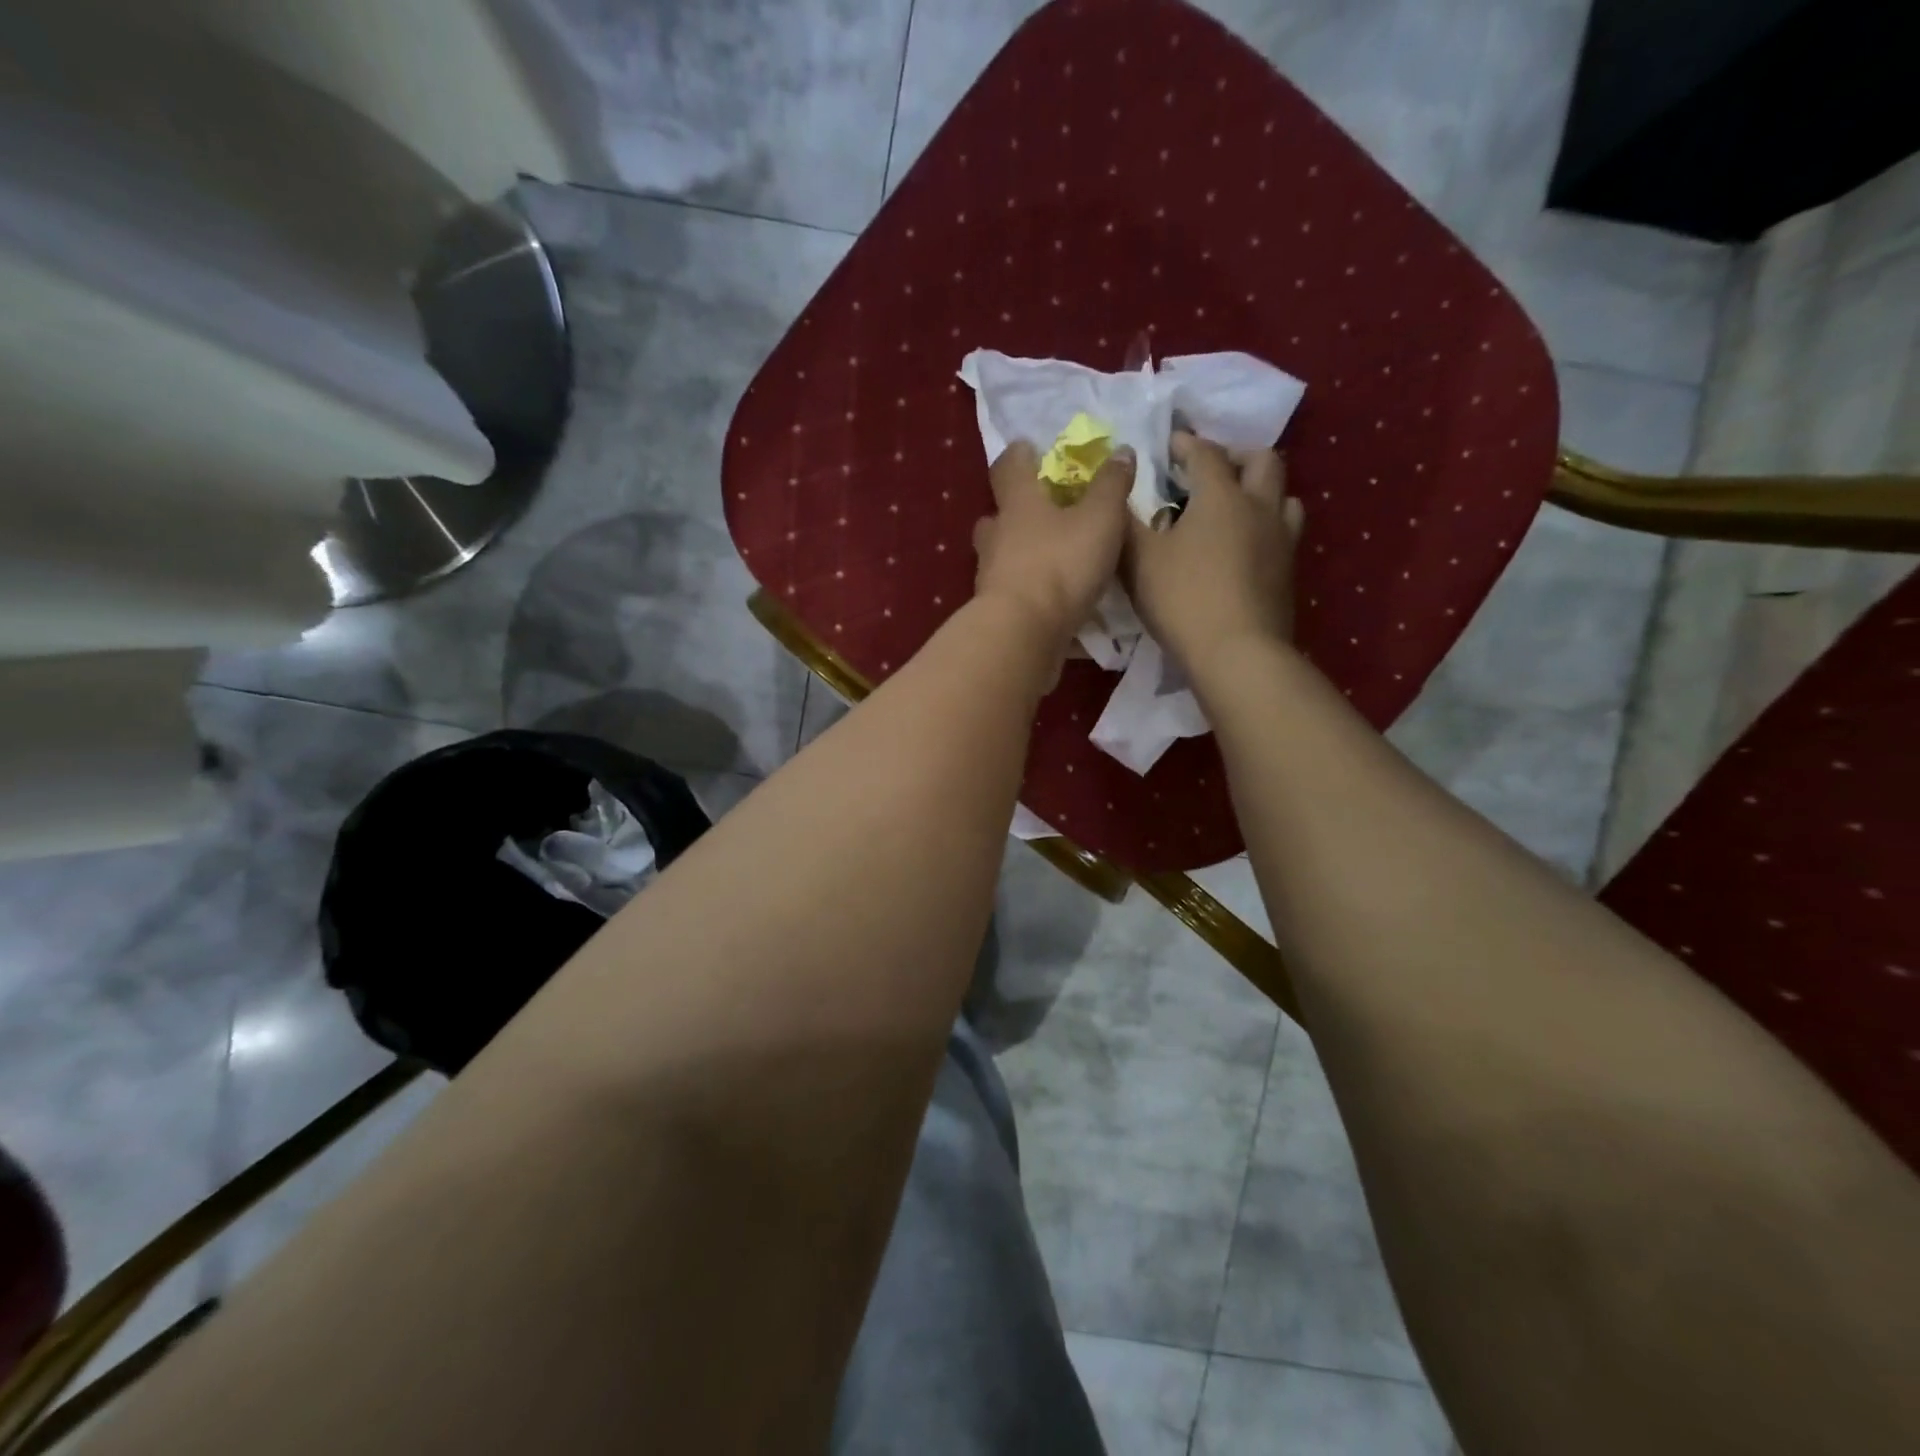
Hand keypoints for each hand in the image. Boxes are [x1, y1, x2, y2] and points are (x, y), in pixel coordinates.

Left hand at [973, 439, 1132, 653]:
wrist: (1023, 634)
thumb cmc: (1060, 564)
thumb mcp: (1100, 518)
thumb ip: (1111, 485)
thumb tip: (1120, 451)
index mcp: (1018, 504)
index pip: (1009, 467)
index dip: (1019, 455)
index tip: (1029, 449)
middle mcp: (997, 536)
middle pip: (997, 516)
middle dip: (1016, 512)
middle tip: (1042, 513)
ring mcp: (992, 577)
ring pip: (1002, 558)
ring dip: (1021, 556)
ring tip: (1052, 561)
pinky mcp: (997, 613)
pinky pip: (1014, 596)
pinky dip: (1031, 596)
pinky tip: (1054, 606)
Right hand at [1122, 431, 1303, 675]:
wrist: (1237, 653)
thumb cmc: (1183, 599)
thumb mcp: (1139, 560)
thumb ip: (1125, 523)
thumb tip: (1117, 496)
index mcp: (1221, 496)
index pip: (1206, 453)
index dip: (1186, 443)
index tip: (1169, 445)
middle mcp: (1259, 507)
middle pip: (1263, 460)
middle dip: (1236, 455)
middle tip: (1212, 469)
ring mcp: (1282, 540)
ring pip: (1284, 495)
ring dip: (1262, 490)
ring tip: (1237, 506)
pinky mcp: (1289, 572)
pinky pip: (1285, 532)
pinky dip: (1267, 526)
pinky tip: (1246, 546)